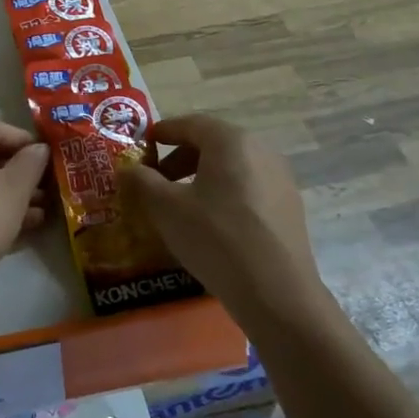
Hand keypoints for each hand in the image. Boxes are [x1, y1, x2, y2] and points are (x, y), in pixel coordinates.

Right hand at [123, 114, 330, 328]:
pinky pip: (249, 188)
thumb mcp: (166, 208)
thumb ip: (142, 182)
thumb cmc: (216, 238)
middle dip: (181, 159)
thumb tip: (128, 168)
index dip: (164, 132)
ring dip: (202, 178)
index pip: (191, 124)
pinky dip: (224, 195)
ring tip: (181, 205)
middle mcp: (261, 150)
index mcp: (231, 141)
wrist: (276, 293)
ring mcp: (280, 179)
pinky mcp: (290, 207)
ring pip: (232, 167)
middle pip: (213, 144)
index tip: (144, 144)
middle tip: (157, 180)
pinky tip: (211, 224)